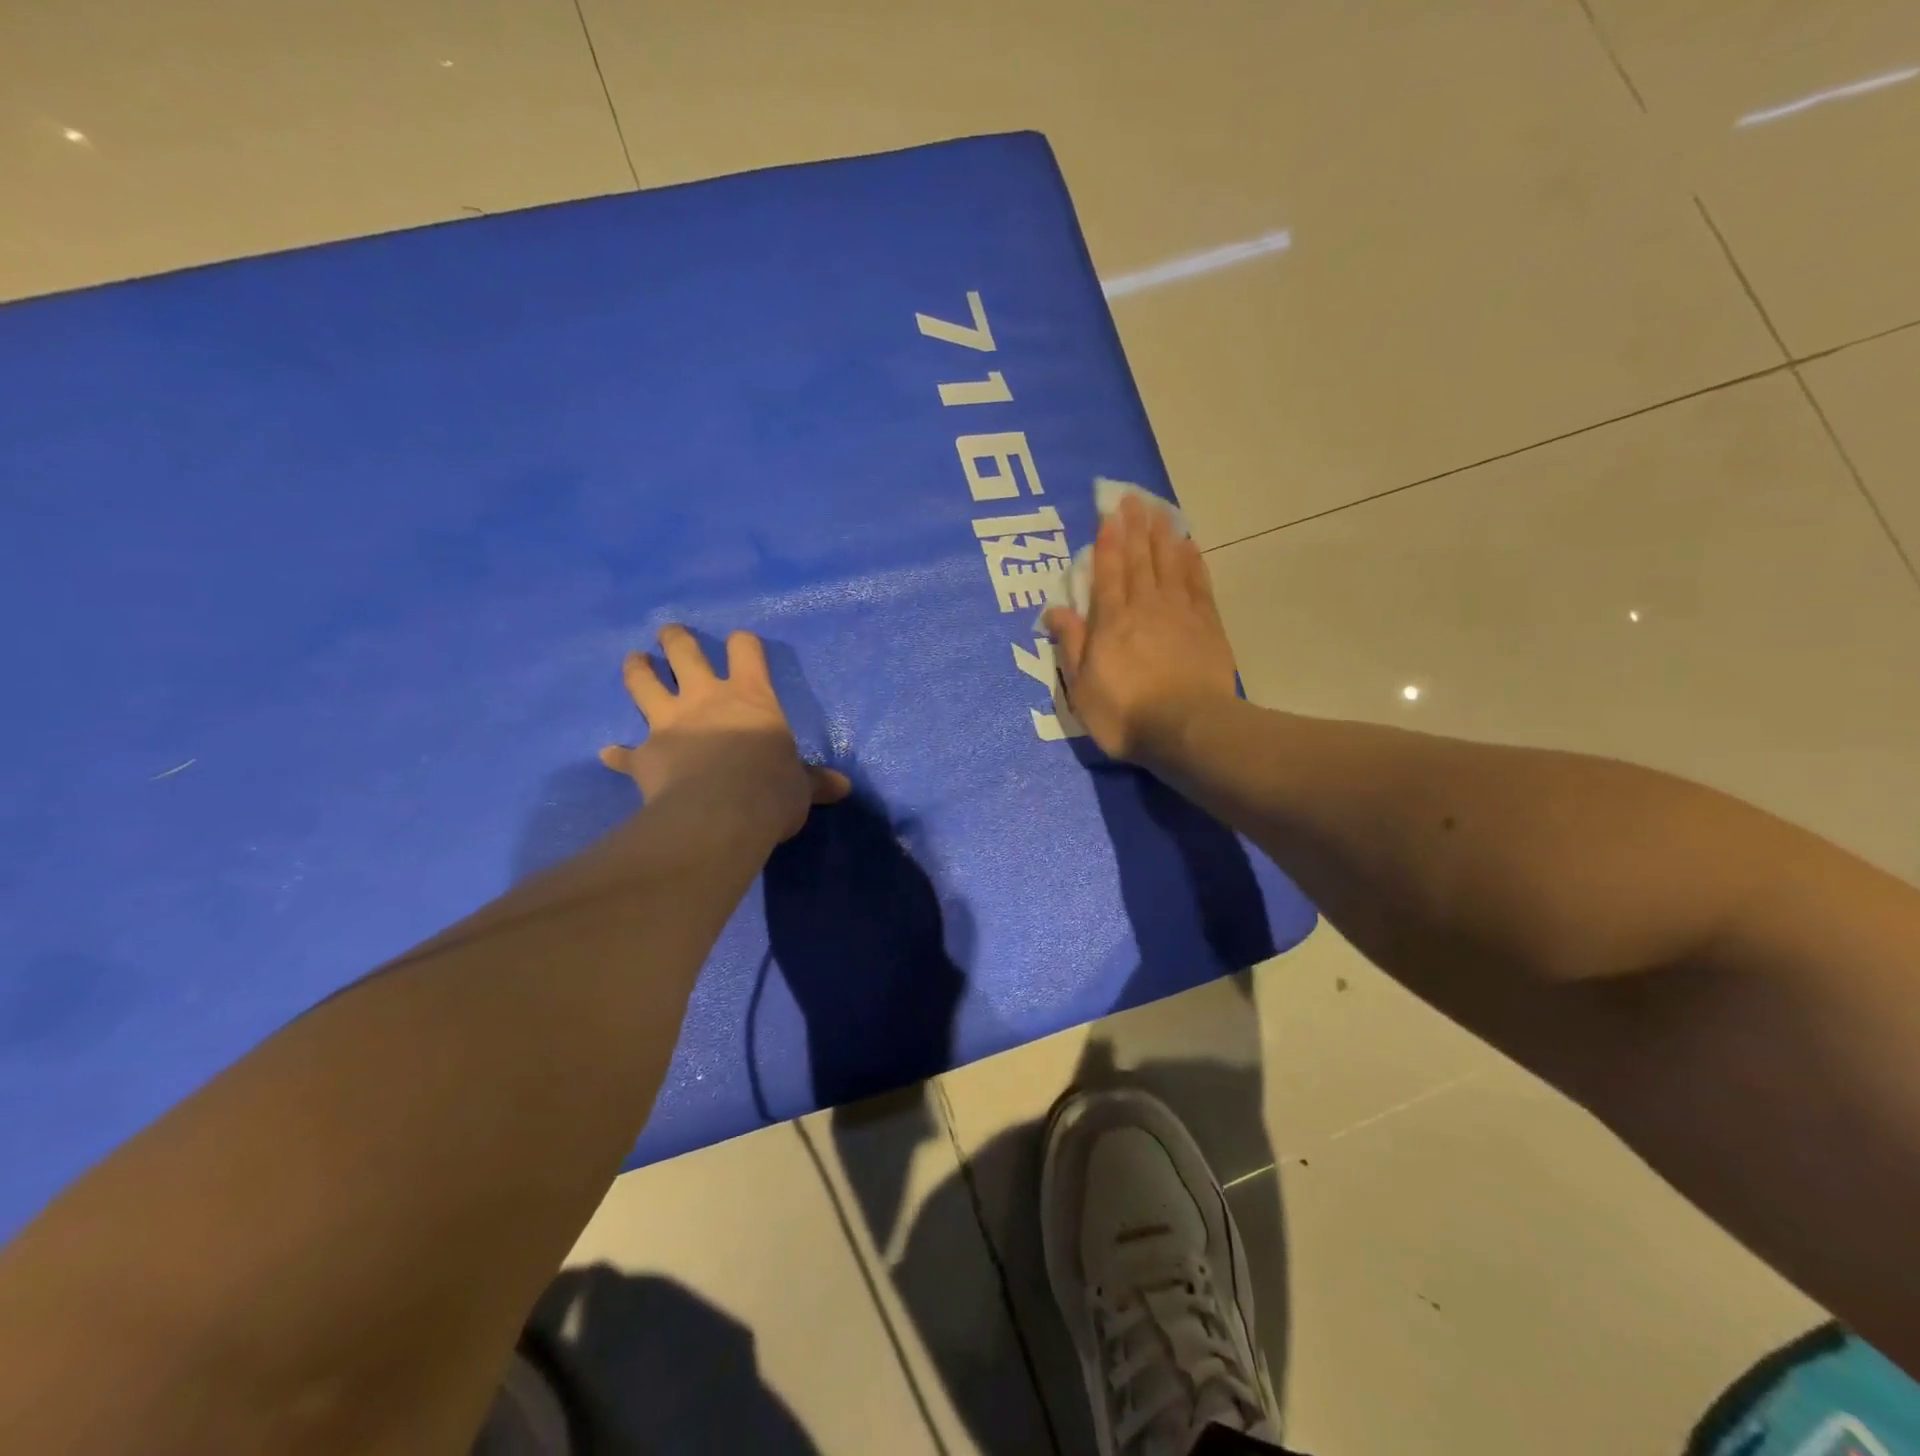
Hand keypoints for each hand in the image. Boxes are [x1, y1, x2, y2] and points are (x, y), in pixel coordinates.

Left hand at [600, 625, 850, 841]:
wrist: (721, 816)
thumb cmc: (771, 790)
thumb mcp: (802, 787)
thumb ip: (815, 782)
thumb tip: (843, 788)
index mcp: (750, 697)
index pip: (746, 651)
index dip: (743, 644)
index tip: (741, 644)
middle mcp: (706, 699)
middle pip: (684, 653)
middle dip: (676, 640)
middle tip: (669, 633)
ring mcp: (669, 724)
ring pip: (644, 684)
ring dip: (638, 670)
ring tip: (635, 660)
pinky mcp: (645, 756)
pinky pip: (625, 753)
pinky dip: (618, 754)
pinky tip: (609, 753)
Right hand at [1044, 495, 1238, 764]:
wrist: (1187, 729)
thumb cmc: (1125, 714)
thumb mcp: (1081, 687)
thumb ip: (1070, 645)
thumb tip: (1054, 609)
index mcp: (1111, 622)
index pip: (1107, 573)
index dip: (1107, 542)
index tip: (1108, 515)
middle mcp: (1145, 607)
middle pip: (1140, 559)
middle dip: (1135, 527)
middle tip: (1133, 498)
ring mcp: (1179, 613)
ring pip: (1169, 564)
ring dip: (1163, 535)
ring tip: (1159, 509)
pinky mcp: (1207, 625)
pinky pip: (1197, 584)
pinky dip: (1192, 562)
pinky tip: (1189, 546)